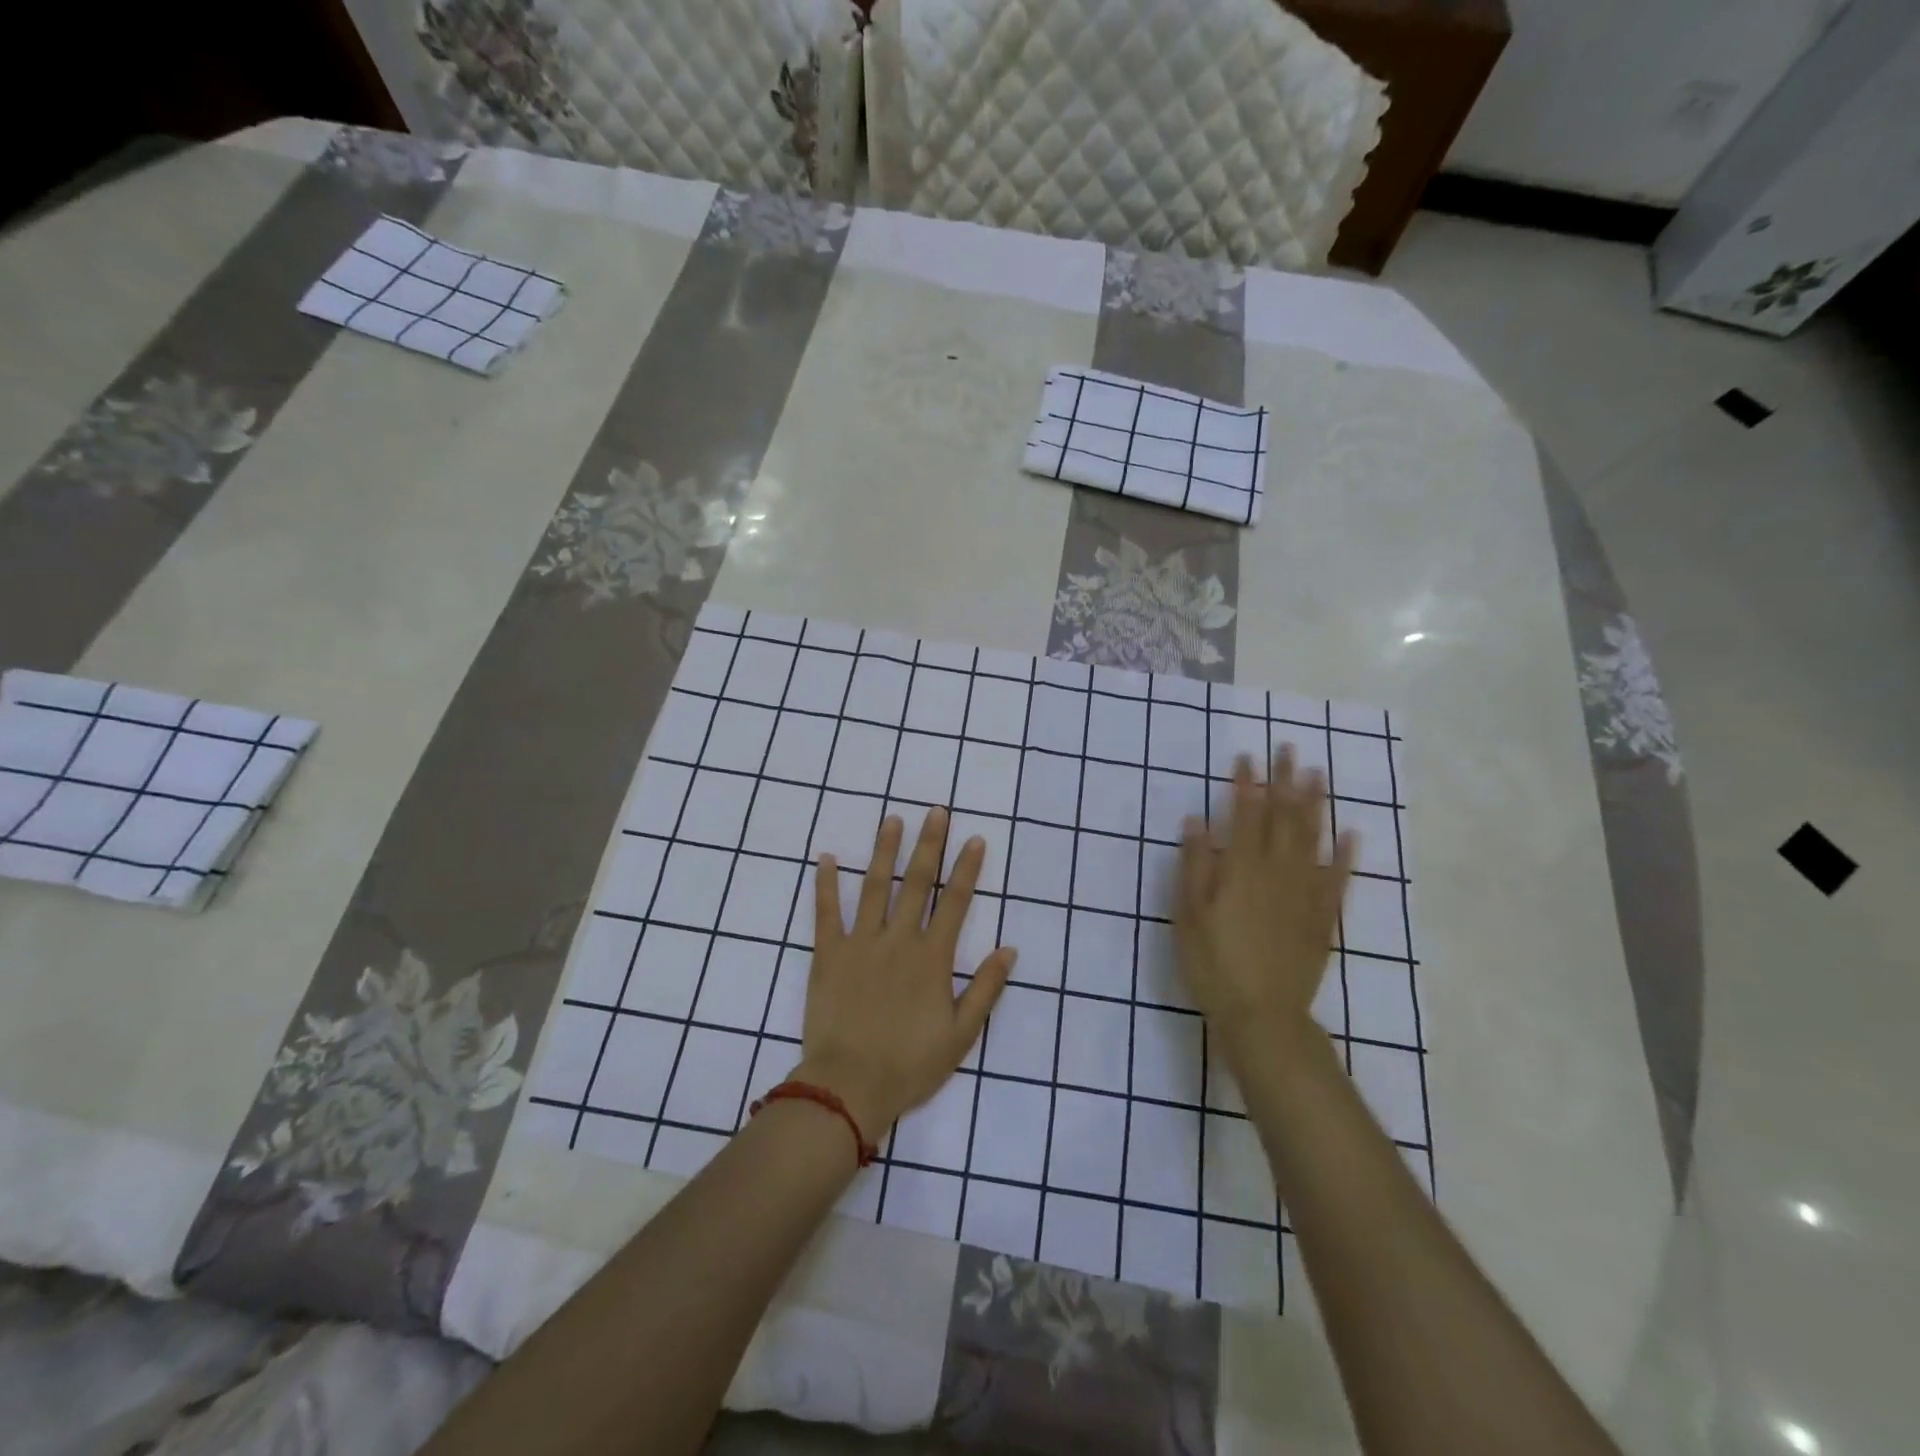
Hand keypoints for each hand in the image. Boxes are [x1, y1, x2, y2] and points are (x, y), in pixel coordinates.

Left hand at [796, 808, 1015, 1142]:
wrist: (849, 1087)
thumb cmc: (910, 1064)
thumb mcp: (961, 1034)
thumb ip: (986, 989)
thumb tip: (1009, 949)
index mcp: (932, 958)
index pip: (955, 902)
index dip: (967, 869)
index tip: (974, 839)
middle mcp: (898, 940)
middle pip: (917, 883)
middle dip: (929, 844)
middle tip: (936, 811)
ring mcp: (861, 943)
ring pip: (875, 887)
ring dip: (885, 851)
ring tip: (892, 819)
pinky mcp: (828, 954)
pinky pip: (826, 913)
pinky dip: (826, 884)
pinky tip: (826, 857)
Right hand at [1176, 751, 1354, 1075]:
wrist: (1263, 1015)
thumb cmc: (1213, 964)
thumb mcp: (1188, 914)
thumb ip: (1195, 865)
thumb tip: (1196, 821)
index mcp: (1241, 869)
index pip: (1245, 815)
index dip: (1245, 784)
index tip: (1246, 757)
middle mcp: (1277, 871)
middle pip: (1283, 817)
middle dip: (1284, 781)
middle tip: (1288, 749)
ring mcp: (1305, 893)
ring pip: (1312, 839)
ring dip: (1315, 804)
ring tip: (1317, 774)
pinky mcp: (1323, 918)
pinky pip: (1338, 879)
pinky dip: (1345, 855)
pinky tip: (1351, 834)